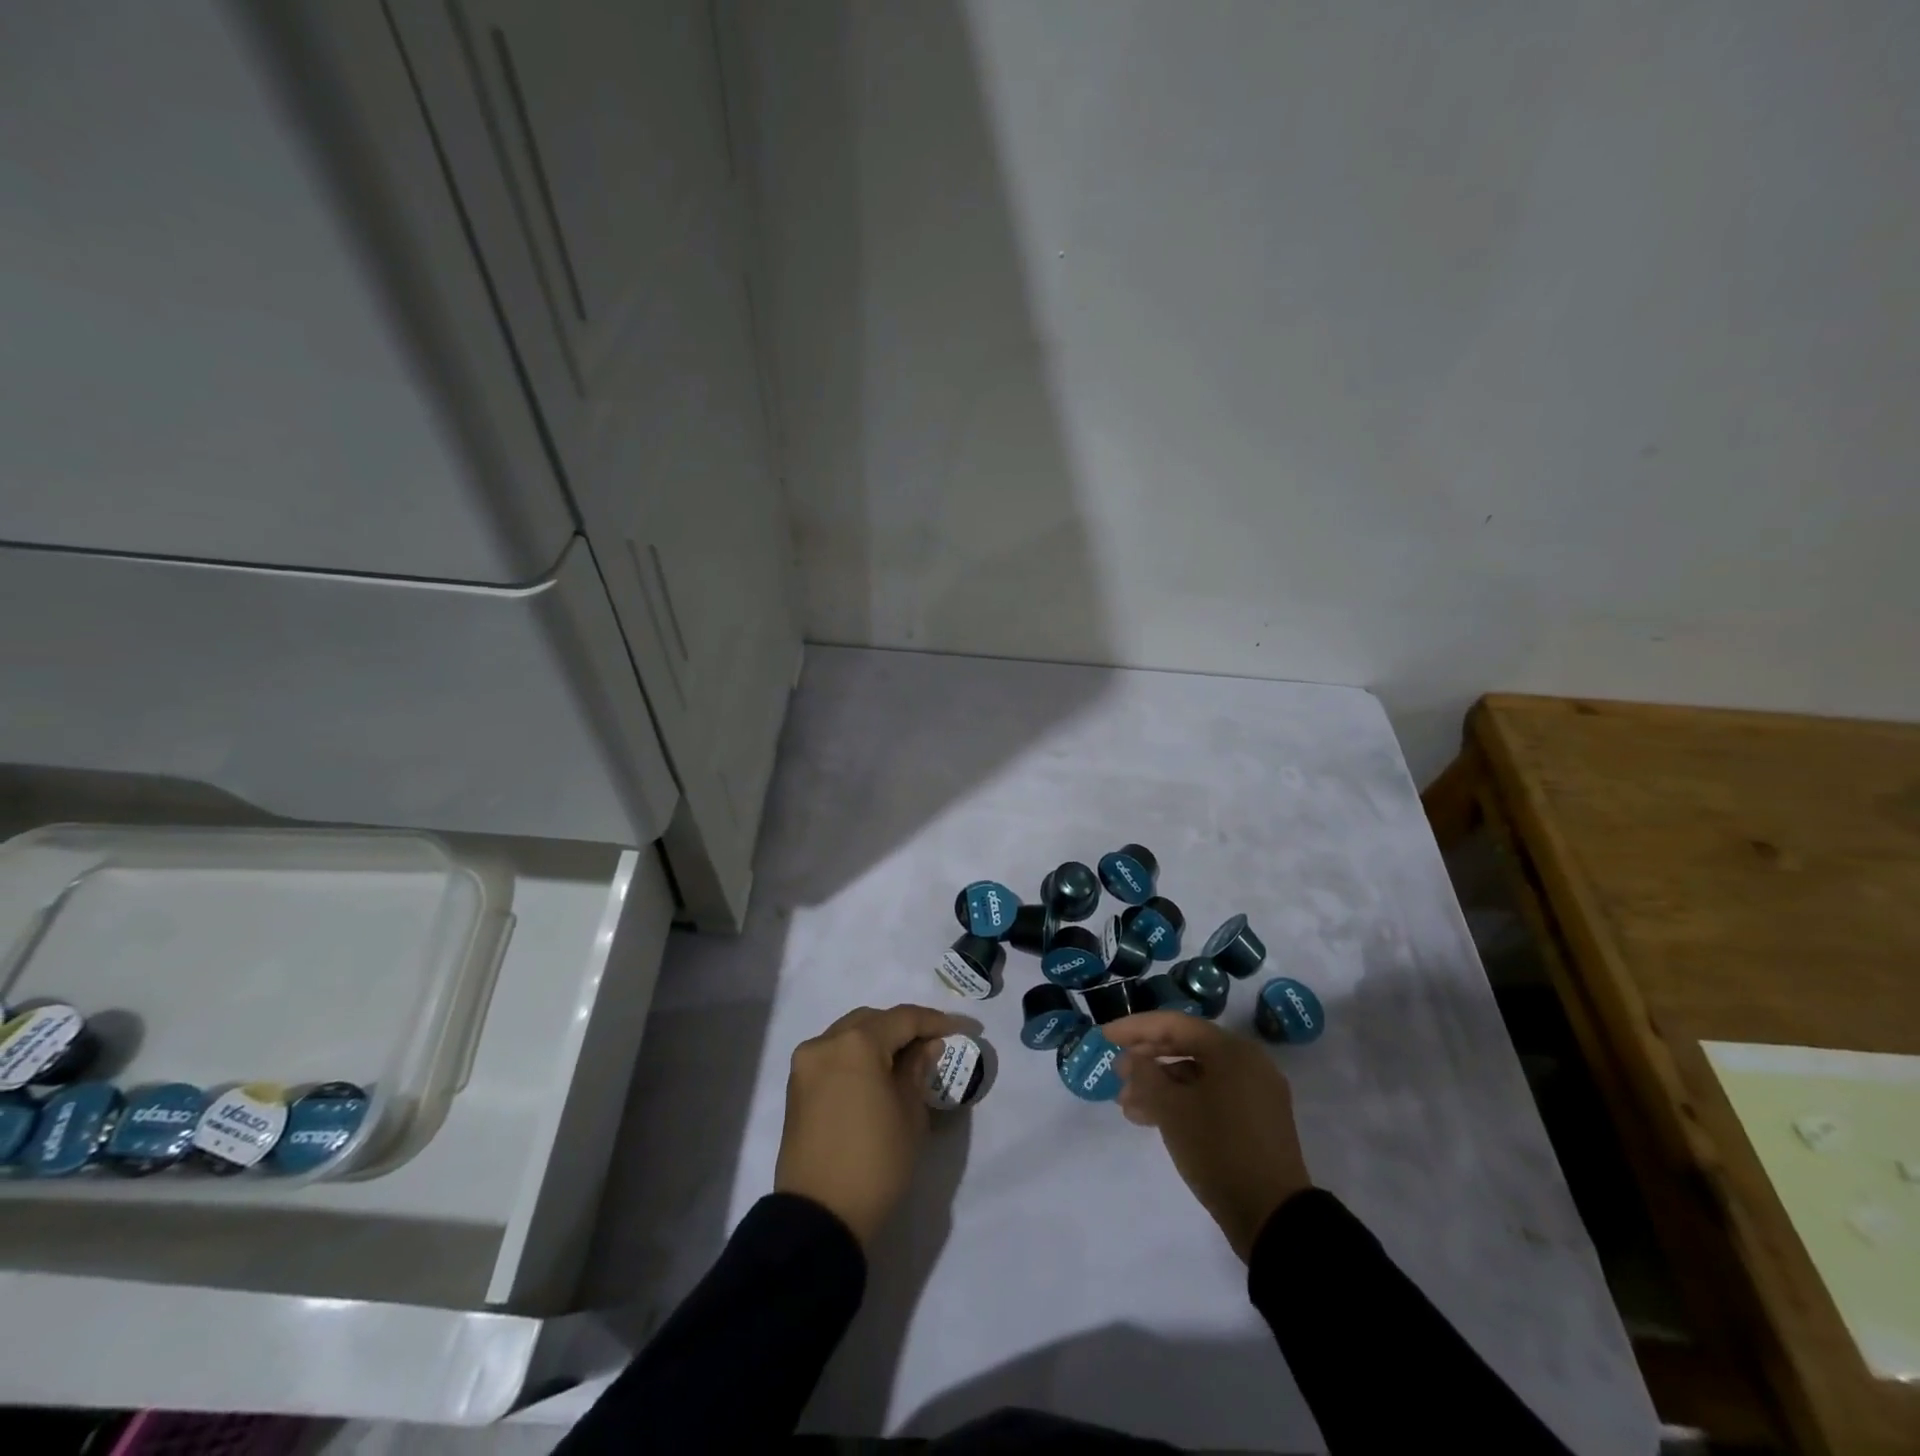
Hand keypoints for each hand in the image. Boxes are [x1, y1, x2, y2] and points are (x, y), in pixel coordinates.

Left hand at [774, 1004, 968, 1246]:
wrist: (820, 1218)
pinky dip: (857, 1056)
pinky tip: (878, 1074)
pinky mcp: (797, 1087)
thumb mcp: (910, 1114)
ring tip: (907, 1059)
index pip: (904, 1018)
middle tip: (934, 1044)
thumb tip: (926, 1045)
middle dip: (905, 1028)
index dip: (937, 1021)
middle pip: (873, 1020)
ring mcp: (806, 1064)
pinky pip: (834, 1056)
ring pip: (850, 1034)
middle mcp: (826, 1042)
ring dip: (879, 1040)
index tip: (965, 1029)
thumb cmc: (875, 1162)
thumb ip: (918, 1069)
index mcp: (857, 1044)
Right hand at [1107, 1011, 1312, 1260]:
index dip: (1135, 1028)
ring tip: (1127, 1105)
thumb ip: (1146, 1074)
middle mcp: (1247, 1063)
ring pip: (1196, 1075)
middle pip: (1186, 1047)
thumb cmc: (1218, 1150)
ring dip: (1160, 1085)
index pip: (1174, 1024)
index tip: (1104, 1037)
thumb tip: (1136, 1058)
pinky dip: (1181, 1101)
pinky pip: (1210, 1096)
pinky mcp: (1255, 1120)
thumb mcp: (1171, 1110)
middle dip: (1147, 1059)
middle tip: (1117, 1074)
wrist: (1272, 1217)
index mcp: (1231, 1050)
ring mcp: (1254, 1093)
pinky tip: (1152, 1118)